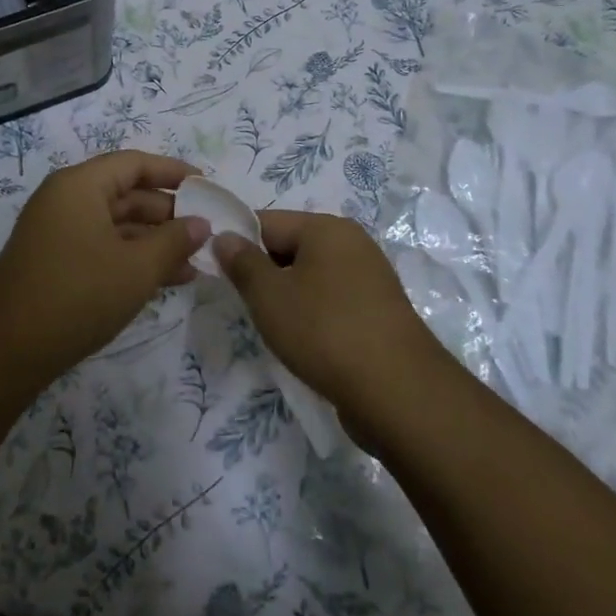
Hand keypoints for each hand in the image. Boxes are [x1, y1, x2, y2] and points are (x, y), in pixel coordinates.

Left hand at [0, 150, 210, 389]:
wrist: (8, 350)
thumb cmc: (78, 295)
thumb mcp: (137, 268)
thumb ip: (174, 241)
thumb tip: (201, 223)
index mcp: (80, 185)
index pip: (134, 164)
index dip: (172, 172)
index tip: (206, 186)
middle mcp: (65, 199)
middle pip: (125, 193)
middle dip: (168, 212)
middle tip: (206, 231)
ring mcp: (57, 231)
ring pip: (116, 224)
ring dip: (154, 241)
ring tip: (195, 262)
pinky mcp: (55, 261)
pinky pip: (102, 246)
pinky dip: (132, 257)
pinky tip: (166, 279)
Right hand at [214, 211, 455, 428]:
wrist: (398, 394)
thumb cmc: (324, 331)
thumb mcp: (269, 296)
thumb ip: (241, 262)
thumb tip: (224, 237)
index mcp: (326, 228)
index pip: (266, 222)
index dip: (237, 244)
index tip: (217, 273)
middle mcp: (352, 244)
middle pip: (290, 246)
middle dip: (263, 272)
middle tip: (244, 304)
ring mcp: (370, 279)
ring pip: (311, 276)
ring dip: (287, 296)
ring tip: (273, 327)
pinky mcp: (379, 312)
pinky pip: (332, 301)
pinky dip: (313, 314)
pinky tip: (304, 342)